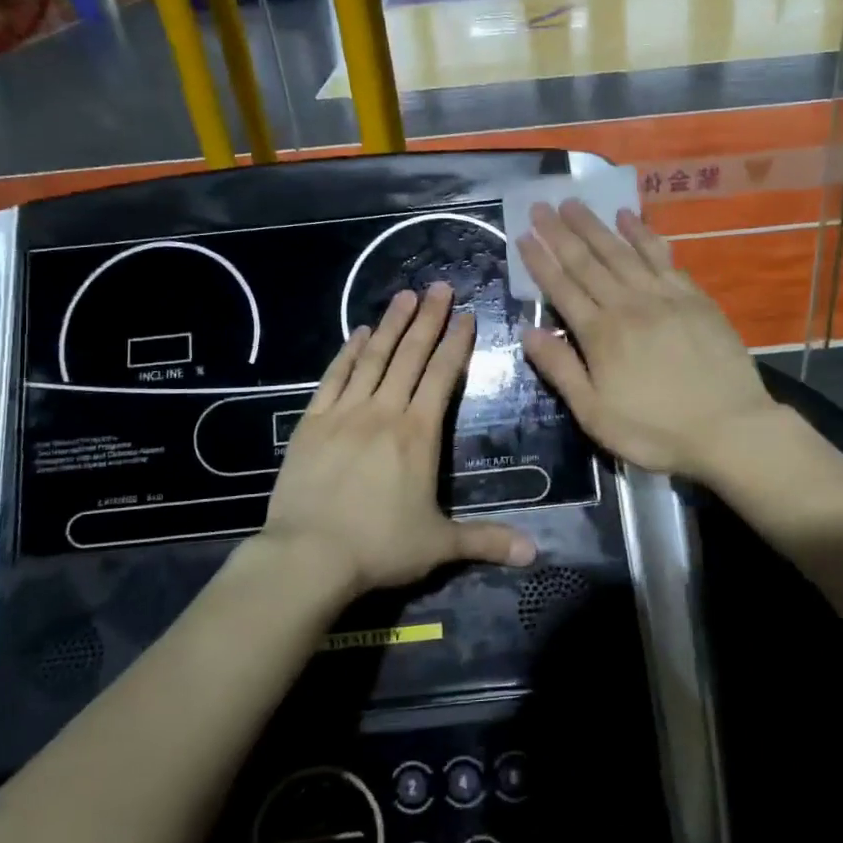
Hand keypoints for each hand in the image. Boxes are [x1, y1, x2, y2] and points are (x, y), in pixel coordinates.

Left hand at [261, 282, 536, 598]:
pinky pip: (334, 378)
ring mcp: (344, 413)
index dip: (456, 344)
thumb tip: (534, 553)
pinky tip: (356, 333)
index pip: (441, 377)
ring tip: (405, 296)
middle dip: (428, 319)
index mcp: (418, 434)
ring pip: (373, 358)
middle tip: (440, 286)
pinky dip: (347, 353)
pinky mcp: (312, 422)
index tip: (466, 315)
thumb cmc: (379, 547)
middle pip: (410, 356)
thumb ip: (486, 540)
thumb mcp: (439, 545)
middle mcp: (384, 412)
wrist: (308, 556)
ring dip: (391, 325)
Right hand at [519, 200, 780, 478]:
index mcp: (600, 334)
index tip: (524, 235)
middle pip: (588, 262)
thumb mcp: (595, 414)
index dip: (541, 261)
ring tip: (575, 203)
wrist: (730, 428)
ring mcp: (663, 297)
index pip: (562, 288)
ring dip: (596, 226)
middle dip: (561, 232)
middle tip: (542, 205)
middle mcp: (628, 305)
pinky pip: (661, 256)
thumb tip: (527, 332)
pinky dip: (643, 235)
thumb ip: (561, 369)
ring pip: (622, 252)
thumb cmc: (656, 430)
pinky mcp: (693, 297)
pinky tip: (630, 219)